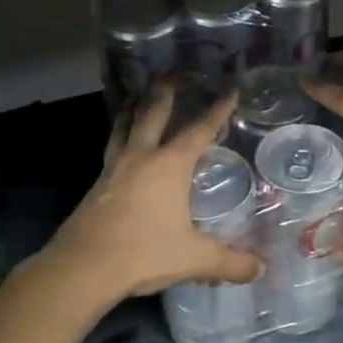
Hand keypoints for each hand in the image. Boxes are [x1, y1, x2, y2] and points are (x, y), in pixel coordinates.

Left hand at [47, 86, 263, 303]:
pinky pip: (112, 148)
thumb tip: (260, 269)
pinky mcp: (96, 186)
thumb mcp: (194, 259)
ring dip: (134, 108)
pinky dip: (120, 135)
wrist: (82, 268)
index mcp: (169, 165)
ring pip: (124, 126)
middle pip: (152, 113)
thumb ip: (229, 262)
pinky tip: (123, 146)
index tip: (229, 90)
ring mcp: (113, 169)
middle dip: (165, 92)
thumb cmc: (143, 253)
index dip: (217, 110)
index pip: (199, 130)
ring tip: (139, 96)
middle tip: (173, 73)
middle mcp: (140, 157)